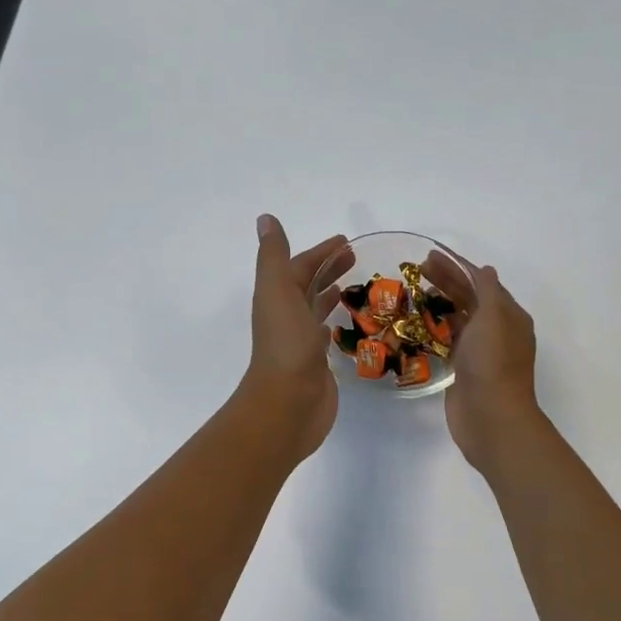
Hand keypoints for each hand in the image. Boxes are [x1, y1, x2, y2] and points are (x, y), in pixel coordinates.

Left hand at [241, 215, 353, 462]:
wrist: (288, 402)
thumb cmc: (286, 344)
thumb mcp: (278, 290)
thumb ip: (274, 256)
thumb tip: (265, 218)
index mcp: (277, 298)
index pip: (298, 267)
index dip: (319, 253)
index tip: (345, 241)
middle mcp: (287, 317)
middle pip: (307, 285)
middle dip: (328, 269)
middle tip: (355, 257)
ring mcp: (301, 342)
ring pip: (316, 309)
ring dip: (330, 294)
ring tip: (354, 285)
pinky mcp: (317, 364)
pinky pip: (325, 336)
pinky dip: (333, 323)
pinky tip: (345, 323)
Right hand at [423, 249, 541, 474]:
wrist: (491, 417)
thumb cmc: (493, 363)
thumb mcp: (494, 318)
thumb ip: (488, 291)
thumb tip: (484, 270)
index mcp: (509, 315)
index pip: (481, 281)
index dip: (457, 265)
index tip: (431, 255)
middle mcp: (496, 330)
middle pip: (468, 297)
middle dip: (445, 280)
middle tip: (416, 268)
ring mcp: (479, 350)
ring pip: (457, 318)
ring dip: (438, 302)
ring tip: (413, 290)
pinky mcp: (463, 369)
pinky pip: (448, 340)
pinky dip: (435, 328)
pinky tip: (417, 322)